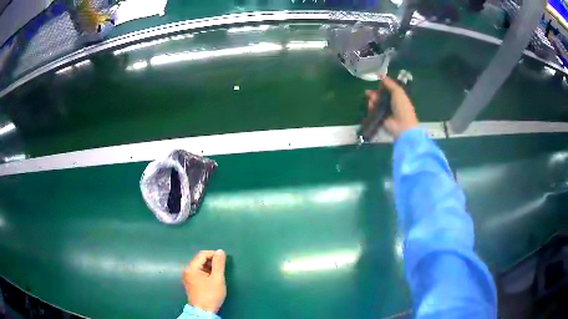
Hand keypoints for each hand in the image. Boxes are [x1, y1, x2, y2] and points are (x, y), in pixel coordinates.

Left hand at [183, 250, 226, 312]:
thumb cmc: (210, 295)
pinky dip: (206, 273)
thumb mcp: (217, 279)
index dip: (213, 254)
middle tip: (222, 268)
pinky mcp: (191, 283)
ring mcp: (188, 278)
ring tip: (219, 274)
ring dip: (210, 268)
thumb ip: (219, 264)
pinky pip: (199, 273)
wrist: (203, 311)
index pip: (202, 254)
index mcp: (192, 268)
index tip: (224, 259)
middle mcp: (188, 271)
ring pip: (200, 267)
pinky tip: (213, 279)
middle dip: (212, 261)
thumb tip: (220, 251)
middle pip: (200, 260)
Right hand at [365, 76, 418, 138]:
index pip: (389, 90)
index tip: (377, 83)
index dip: (383, 86)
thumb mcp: (398, 92)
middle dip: (375, 93)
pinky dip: (371, 107)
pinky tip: (370, 104)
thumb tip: (382, 76)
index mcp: (398, 97)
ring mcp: (386, 112)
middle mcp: (392, 104)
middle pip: (381, 96)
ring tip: (370, 97)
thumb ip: (390, 83)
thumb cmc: (402, 107)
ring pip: (376, 103)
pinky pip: (374, 110)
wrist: (402, 125)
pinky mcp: (380, 118)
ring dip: (372, 98)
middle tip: (368, 92)